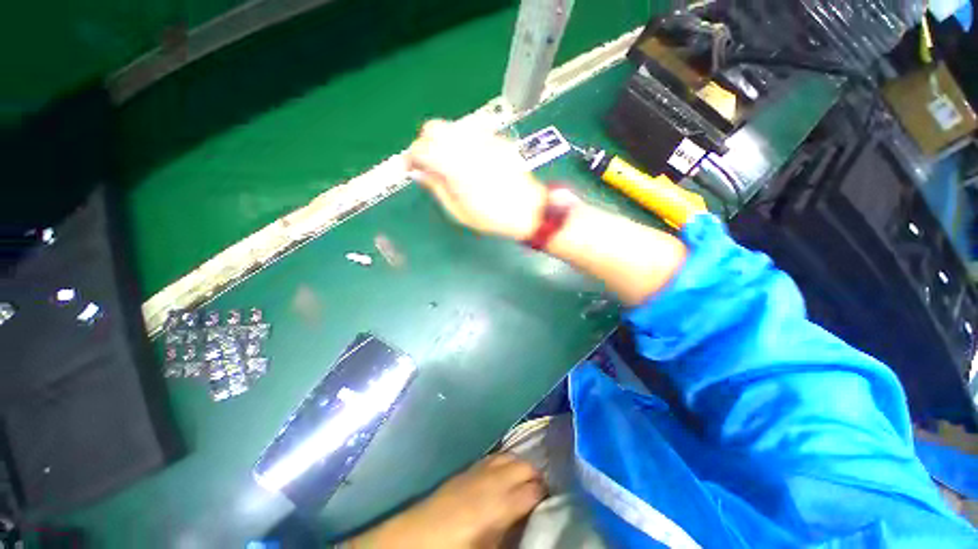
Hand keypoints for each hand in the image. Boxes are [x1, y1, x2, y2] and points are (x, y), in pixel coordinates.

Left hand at [352, 454, 545, 547]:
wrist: (417, 535)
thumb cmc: (455, 548)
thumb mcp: (488, 548)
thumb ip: (511, 531)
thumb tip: (527, 520)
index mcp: (500, 504)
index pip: (533, 491)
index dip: (545, 496)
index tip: (552, 502)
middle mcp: (493, 480)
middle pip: (525, 467)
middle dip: (537, 477)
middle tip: (542, 492)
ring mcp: (480, 469)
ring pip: (511, 457)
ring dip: (522, 466)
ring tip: (527, 479)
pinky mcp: (469, 467)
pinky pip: (495, 456)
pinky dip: (506, 461)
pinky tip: (505, 471)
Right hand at [406, 120, 546, 239]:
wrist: (529, 210)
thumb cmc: (492, 218)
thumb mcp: (458, 211)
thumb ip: (436, 188)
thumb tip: (419, 172)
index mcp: (454, 167)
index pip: (421, 148)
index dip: (411, 157)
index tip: (411, 167)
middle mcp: (467, 146)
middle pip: (434, 128)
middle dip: (425, 142)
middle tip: (429, 162)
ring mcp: (484, 139)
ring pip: (453, 126)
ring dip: (444, 140)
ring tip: (450, 162)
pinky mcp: (497, 139)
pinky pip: (473, 131)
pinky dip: (464, 141)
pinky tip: (471, 159)